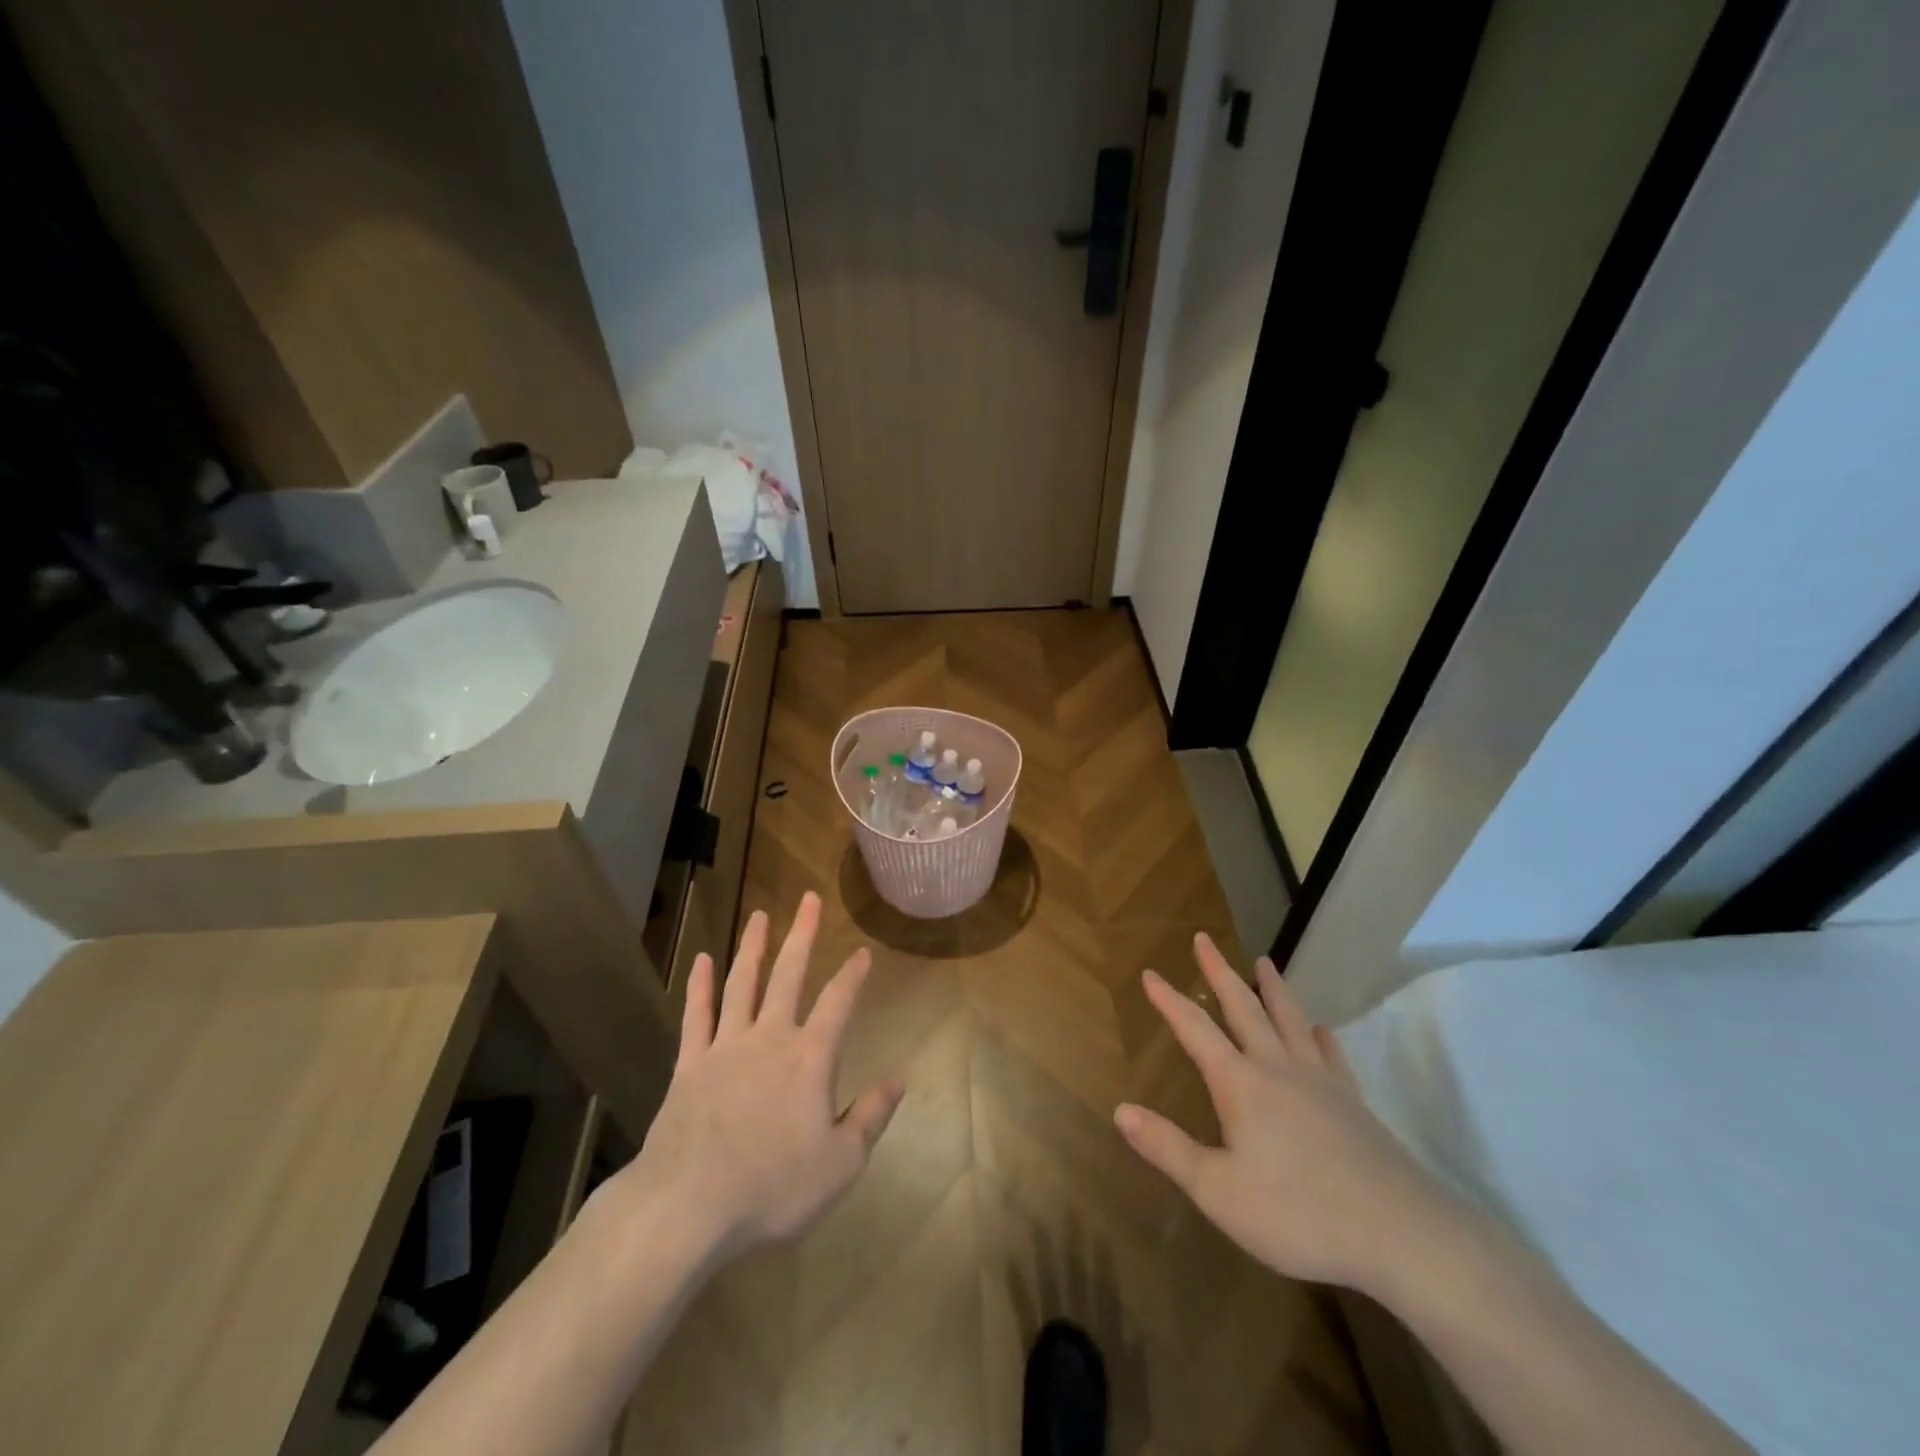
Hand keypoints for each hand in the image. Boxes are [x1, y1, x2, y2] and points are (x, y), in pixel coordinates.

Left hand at [608, 892, 903, 1263]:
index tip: (862, 952)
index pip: (838, 1003)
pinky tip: (700, 961)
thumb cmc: (772, 1187)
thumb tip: (898, 1079)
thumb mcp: (840, 1164)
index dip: (853, 976)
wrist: (688, 1205)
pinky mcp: (689, 1065)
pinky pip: (696, 1016)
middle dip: (802, 935)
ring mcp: (725, 1047)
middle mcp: (770, 1038)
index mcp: (810, 1058)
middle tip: (809, 898)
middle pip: (789, 975)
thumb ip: (870, 1118)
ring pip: (742, 984)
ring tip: (760, 915)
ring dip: (752, 947)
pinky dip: (699, 987)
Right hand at [1114, 935, 1454, 1293]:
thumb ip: (1168, 1148)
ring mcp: (1321, 1082)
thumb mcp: (1219, 1191)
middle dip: (1218, 972)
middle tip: (1204, 939)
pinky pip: (1333, 1055)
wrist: (1400, 1234)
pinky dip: (1322, 1036)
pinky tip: (1322, 1029)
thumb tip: (1120, 1110)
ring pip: (1291, 1019)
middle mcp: (1278, 1068)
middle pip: (1243, 1007)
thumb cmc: (1299, 1214)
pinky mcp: (1354, 1102)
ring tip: (1264, 961)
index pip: (1195, 1030)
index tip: (1150, 972)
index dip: (1169, 1000)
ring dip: (1272, 988)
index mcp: (1241, 1084)